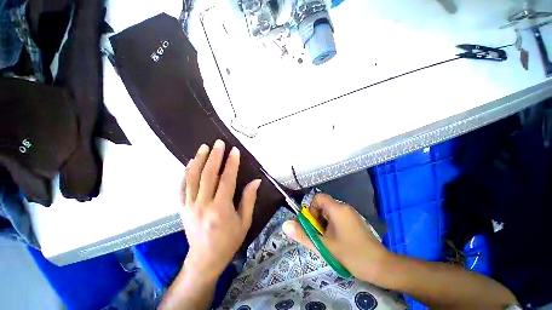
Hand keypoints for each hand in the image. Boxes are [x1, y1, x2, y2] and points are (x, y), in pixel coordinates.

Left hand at [180, 140, 260, 279]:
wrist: (205, 259)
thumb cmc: (229, 241)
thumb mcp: (244, 221)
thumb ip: (249, 199)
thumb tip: (256, 181)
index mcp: (220, 209)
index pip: (226, 180)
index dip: (231, 164)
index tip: (234, 151)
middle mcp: (203, 205)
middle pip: (208, 175)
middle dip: (214, 156)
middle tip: (219, 143)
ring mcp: (189, 206)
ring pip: (192, 178)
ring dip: (199, 160)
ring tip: (204, 147)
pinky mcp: (182, 209)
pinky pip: (182, 188)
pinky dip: (186, 173)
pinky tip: (190, 163)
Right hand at [282, 194, 391, 282]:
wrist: (381, 267)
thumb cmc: (351, 254)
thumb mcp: (323, 246)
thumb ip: (303, 235)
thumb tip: (285, 224)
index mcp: (337, 209)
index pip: (318, 198)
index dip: (311, 209)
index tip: (313, 225)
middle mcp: (344, 207)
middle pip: (323, 205)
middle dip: (317, 219)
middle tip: (320, 236)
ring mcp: (351, 214)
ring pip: (330, 212)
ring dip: (324, 224)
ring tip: (328, 240)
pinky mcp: (354, 221)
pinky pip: (337, 217)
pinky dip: (332, 226)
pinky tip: (336, 241)